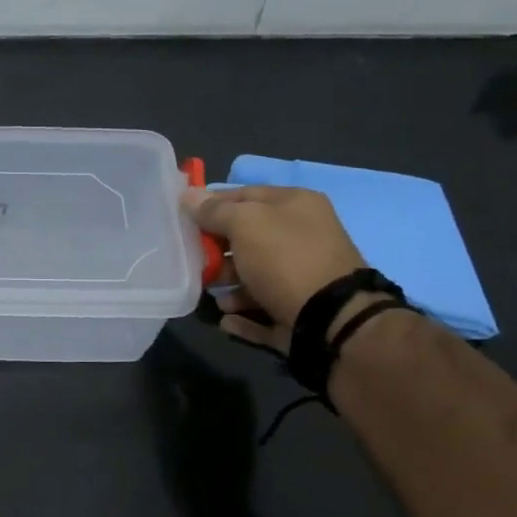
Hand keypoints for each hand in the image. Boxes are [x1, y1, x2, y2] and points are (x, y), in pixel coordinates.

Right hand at [182, 186, 367, 351]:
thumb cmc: (285, 258)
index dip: (213, 204)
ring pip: (254, 277)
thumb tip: (189, 196)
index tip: (184, 218)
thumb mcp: (245, 224)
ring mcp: (303, 277)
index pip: (245, 195)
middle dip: (217, 250)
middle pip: (248, 238)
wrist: (332, 319)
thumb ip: (215, 211)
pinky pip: (263, 312)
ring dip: (228, 285)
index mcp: (296, 206)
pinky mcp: (299, 312)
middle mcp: (302, 237)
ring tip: (214, 296)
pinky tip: (226, 320)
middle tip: (194, 261)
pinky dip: (242, 316)